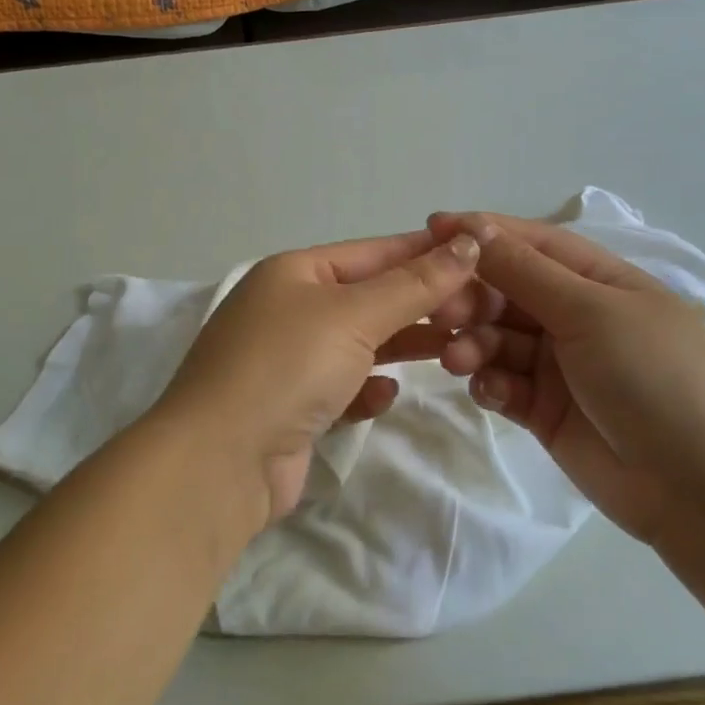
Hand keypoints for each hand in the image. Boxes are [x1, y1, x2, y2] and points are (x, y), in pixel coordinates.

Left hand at [155, 230, 483, 527]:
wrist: (220, 461)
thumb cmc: (287, 367)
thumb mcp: (354, 315)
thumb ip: (414, 284)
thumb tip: (468, 243)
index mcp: (295, 272)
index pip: (375, 252)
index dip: (428, 253)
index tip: (484, 256)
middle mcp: (288, 309)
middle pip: (370, 298)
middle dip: (421, 305)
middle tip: (479, 314)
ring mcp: (286, 361)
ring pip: (359, 344)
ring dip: (402, 347)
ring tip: (454, 351)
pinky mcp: (291, 408)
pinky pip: (342, 388)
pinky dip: (366, 389)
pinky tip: (385, 398)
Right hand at [405, 214, 704, 543]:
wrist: (700, 486)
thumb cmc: (653, 376)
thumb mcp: (591, 311)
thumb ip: (525, 272)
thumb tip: (474, 227)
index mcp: (599, 282)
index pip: (532, 244)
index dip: (483, 233)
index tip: (430, 228)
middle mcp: (577, 317)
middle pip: (508, 292)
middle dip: (472, 297)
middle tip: (441, 312)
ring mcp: (560, 366)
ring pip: (498, 340)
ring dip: (474, 343)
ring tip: (458, 361)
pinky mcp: (546, 410)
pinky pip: (503, 384)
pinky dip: (490, 384)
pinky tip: (491, 393)